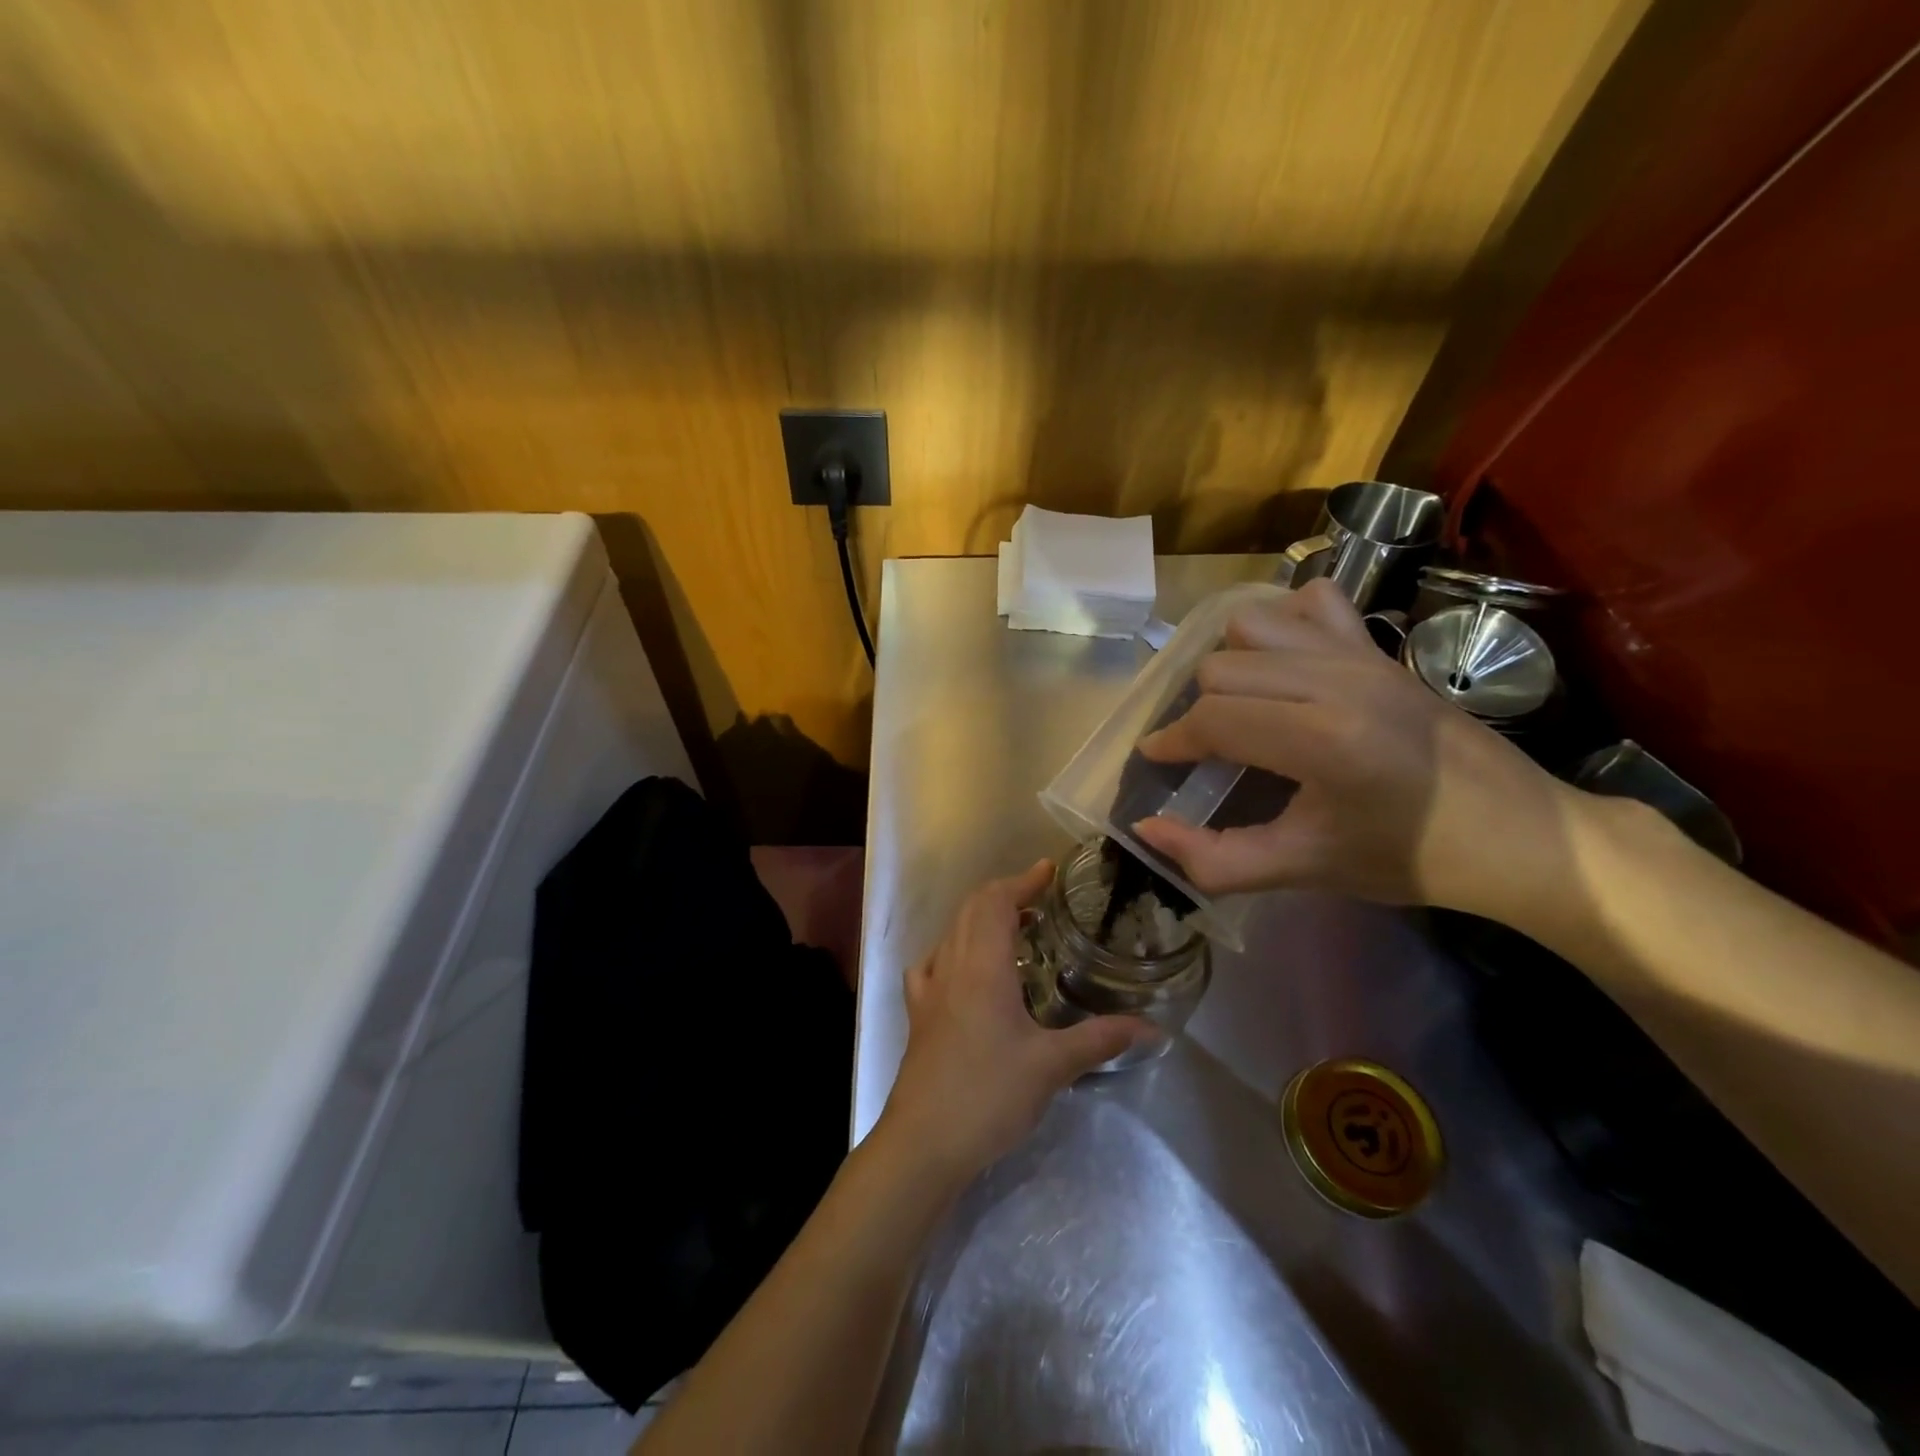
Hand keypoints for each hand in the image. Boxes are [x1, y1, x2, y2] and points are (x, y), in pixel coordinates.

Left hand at [876, 860, 1154, 1184]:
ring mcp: (929, 988)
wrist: (924, 1142)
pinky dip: (954, 948)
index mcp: (982, 966)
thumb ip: (1100, 1039)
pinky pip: (932, 962)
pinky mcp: (918, 1013)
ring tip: (1014, 927)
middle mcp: (951, 965)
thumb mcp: (1052, 1066)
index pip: (997, 901)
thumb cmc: (989, 1096)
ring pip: (952, 931)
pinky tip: (966, 968)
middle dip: (1004, 892)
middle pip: (972, 908)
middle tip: (1040, 897)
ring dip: (981, 917)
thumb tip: (1152, 1027)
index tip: (1049, 870)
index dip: (1022, 880)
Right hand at [1130, 578, 1578, 918]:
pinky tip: (1287, 665)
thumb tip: (1147, 830)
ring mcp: (1363, 654)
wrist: (1521, 836)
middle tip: (1205, 751)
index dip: (1171, 742)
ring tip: (1242, 706)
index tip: (1158, 762)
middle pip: (1220, 668)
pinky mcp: (1381, 645)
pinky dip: (1283, 624)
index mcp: (1322, 740)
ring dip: (1232, 664)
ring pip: (1252, 625)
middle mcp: (1338, 681)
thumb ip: (1215, 860)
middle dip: (1198, 711)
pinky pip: (1311, 601)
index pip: (1213, 720)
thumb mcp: (1305, 870)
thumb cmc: (1410, 859)